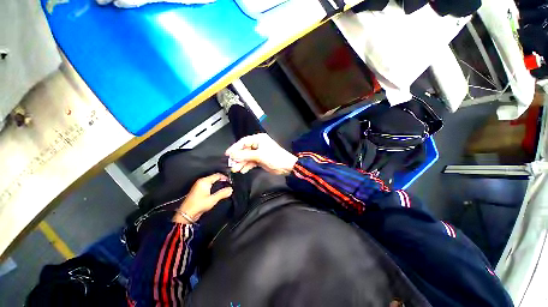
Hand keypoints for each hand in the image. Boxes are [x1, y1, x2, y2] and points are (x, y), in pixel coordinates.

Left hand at [174, 174, 232, 223]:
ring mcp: (199, 186)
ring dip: (218, 183)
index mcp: (204, 181)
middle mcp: (201, 182)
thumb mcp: (213, 199)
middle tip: (228, 184)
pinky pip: (208, 185)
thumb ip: (222, 193)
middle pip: (214, 177)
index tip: (230, 181)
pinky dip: (214, 186)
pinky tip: (217, 191)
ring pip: (211, 181)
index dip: (225, 177)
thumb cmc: (198, 205)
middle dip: (222, 180)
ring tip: (224, 187)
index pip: (217, 175)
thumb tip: (230, 189)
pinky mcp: (198, 190)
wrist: (186, 214)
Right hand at [225, 133, 297, 174]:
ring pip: (247, 157)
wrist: (286, 166)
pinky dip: (247, 166)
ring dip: (242, 163)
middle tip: (232, 164)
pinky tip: (243, 170)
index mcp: (258, 139)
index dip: (235, 148)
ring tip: (236, 169)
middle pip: (244, 150)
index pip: (243, 142)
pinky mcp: (260, 159)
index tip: (227, 154)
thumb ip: (245, 155)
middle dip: (238, 158)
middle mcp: (258, 144)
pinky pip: (251, 162)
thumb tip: (232, 155)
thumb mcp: (259, 155)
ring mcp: (259, 152)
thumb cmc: (274, 158)